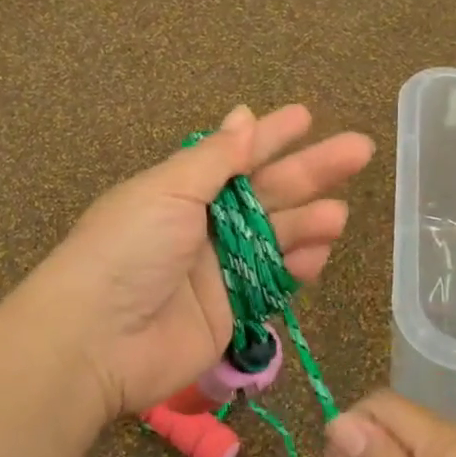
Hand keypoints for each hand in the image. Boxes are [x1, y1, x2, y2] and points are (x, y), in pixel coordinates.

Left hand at [19, 105, 372, 420]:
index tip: (306, 116)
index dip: (271, 135)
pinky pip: (274, 282)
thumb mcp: (167, 189)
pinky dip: (298, 267)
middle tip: (359, 150)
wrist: (95, 341)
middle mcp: (204, 224)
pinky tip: (322, 253)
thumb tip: (243, 115)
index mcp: (182, 189)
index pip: (237, 154)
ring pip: (277, 237)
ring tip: (339, 214)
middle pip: (268, 192)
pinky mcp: (232, 312)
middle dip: (312, 171)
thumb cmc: (128, 250)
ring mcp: (219, 270)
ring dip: (309, 222)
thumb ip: (214, 158)